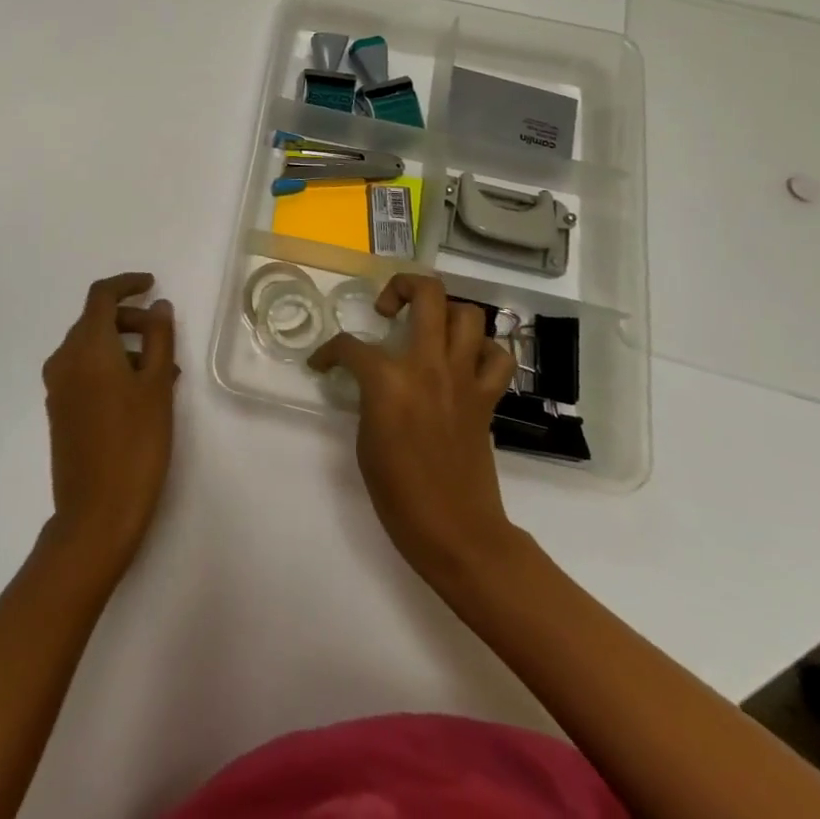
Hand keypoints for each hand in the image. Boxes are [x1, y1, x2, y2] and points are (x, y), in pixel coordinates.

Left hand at [41, 273, 177, 574]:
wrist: (95, 515)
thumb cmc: (135, 444)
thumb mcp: (156, 386)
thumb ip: (158, 337)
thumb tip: (157, 305)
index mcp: (86, 346)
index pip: (101, 295)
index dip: (127, 284)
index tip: (152, 284)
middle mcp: (64, 359)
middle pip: (95, 320)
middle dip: (131, 319)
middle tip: (164, 337)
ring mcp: (58, 387)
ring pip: (91, 347)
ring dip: (124, 347)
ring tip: (162, 373)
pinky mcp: (59, 411)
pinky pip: (85, 371)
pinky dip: (110, 368)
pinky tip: (140, 394)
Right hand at [309, 275, 518, 588]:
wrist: (456, 532)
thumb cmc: (398, 493)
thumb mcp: (365, 439)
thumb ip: (369, 397)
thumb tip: (372, 381)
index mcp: (389, 380)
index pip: (350, 346)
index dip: (329, 352)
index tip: (322, 363)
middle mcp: (429, 365)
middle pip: (428, 295)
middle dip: (403, 286)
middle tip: (387, 308)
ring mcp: (463, 378)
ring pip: (468, 314)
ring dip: (445, 312)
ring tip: (426, 328)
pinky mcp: (486, 397)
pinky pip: (497, 357)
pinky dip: (483, 351)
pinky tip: (463, 361)